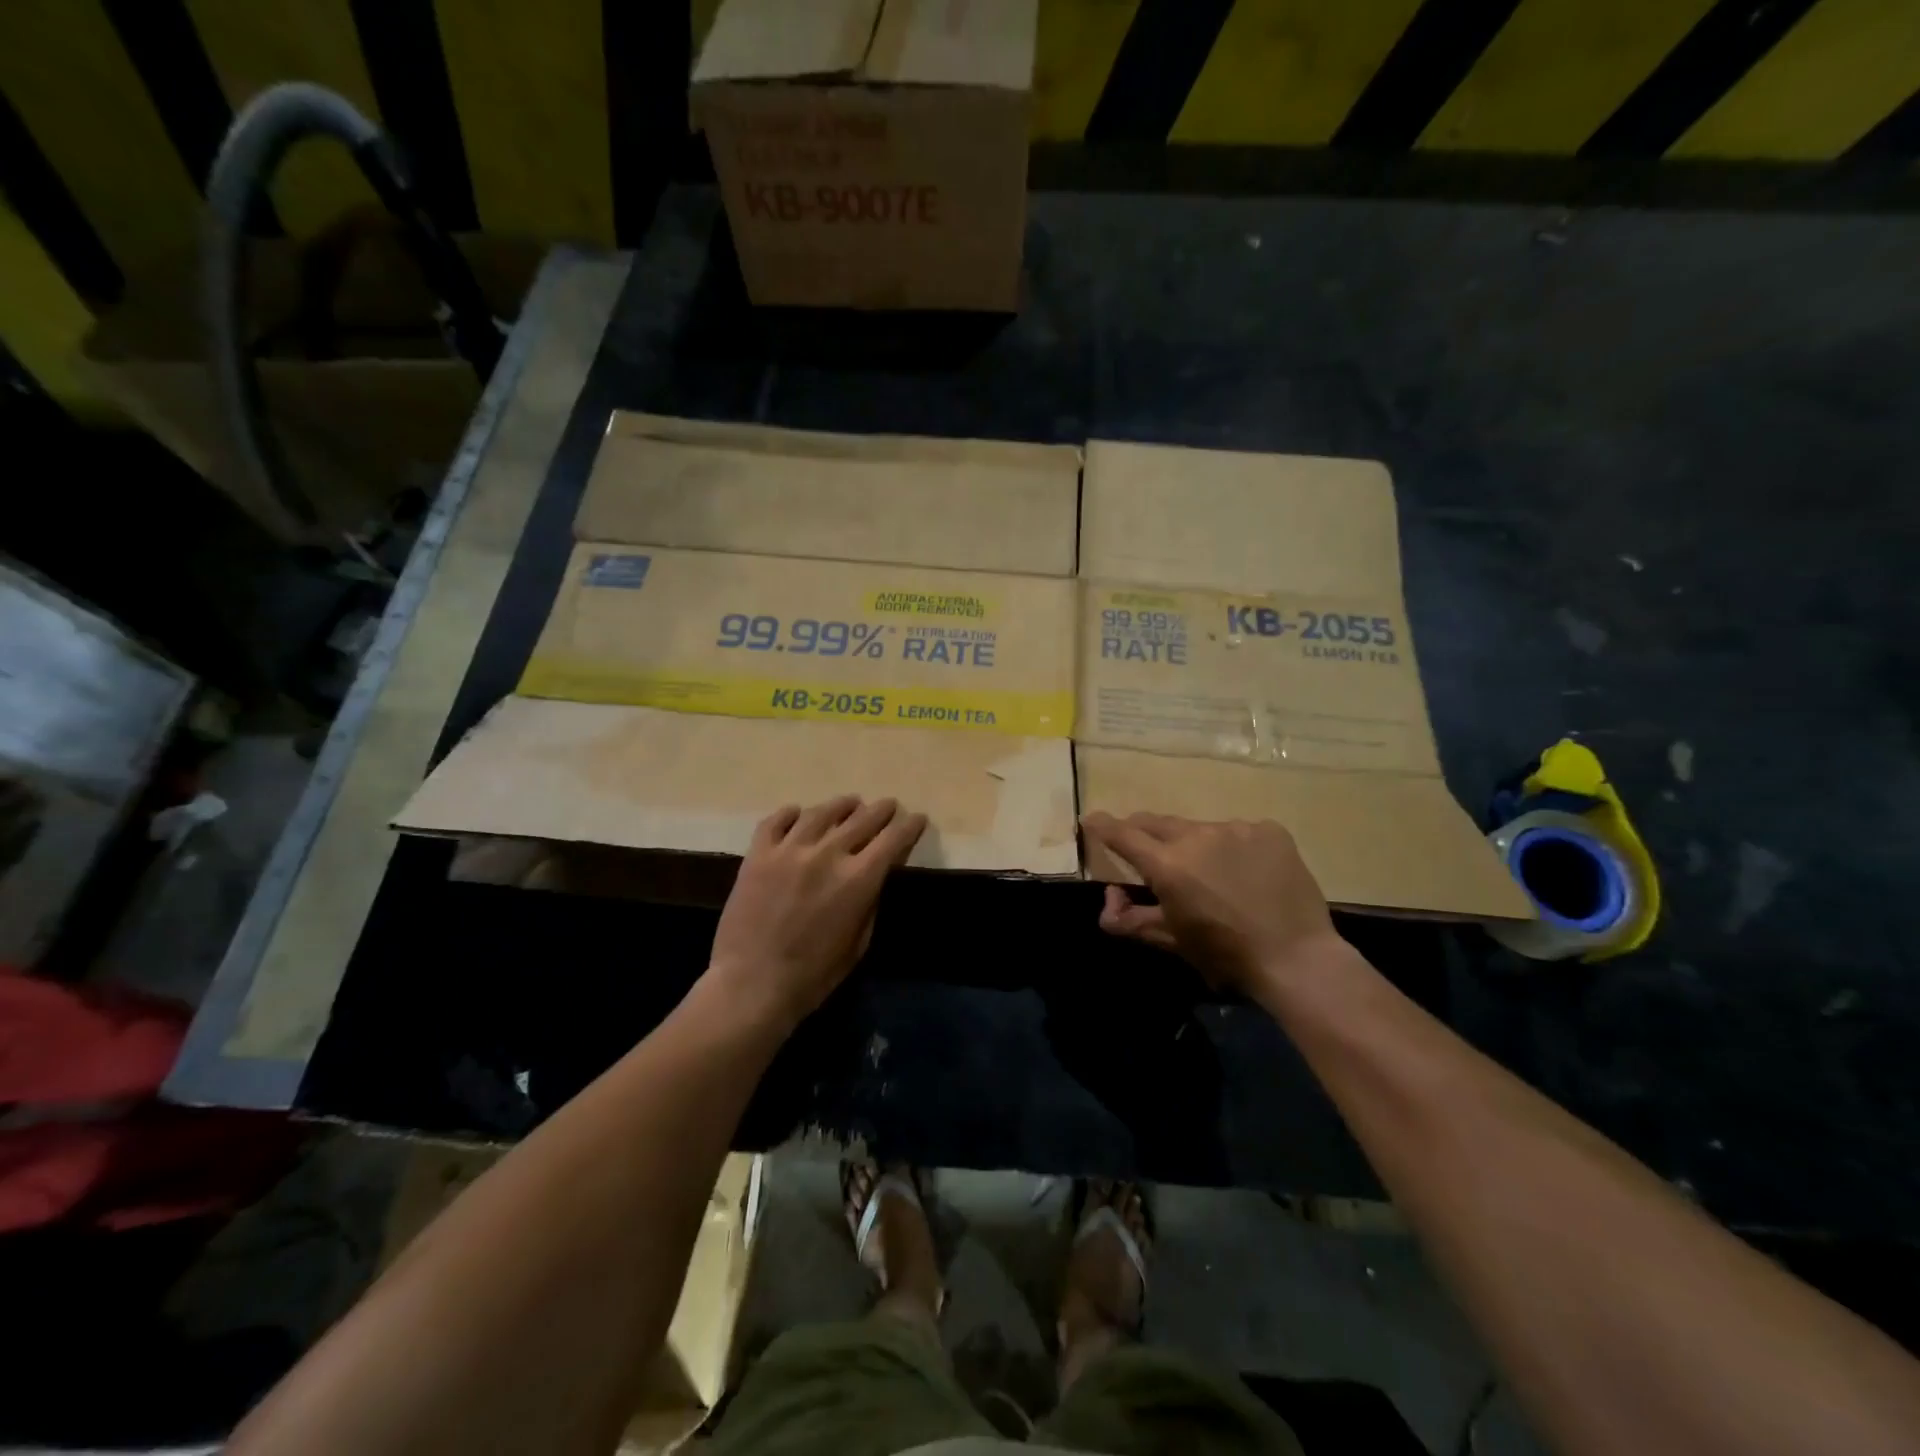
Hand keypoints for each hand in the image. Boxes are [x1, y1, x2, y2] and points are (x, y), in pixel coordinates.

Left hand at [707, 796, 927, 1030]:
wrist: (751, 984)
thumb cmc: (813, 974)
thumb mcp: (858, 943)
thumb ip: (870, 902)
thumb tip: (874, 876)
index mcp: (858, 879)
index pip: (893, 839)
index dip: (909, 826)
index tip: (918, 819)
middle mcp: (827, 854)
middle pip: (862, 819)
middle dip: (882, 810)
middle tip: (889, 806)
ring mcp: (789, 849)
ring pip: (822, 813)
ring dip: (842, 805)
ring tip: (850, 803)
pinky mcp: (758, 854)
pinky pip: (777, 821)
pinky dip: (791, 813)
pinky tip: (798, 813)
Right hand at [1081, 812, 1347, 995]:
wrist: (1297, 957)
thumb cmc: (1226, 954)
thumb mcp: (1172, 940)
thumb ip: (1130, 921)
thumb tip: (1108, 902)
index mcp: (1168, 864)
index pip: (1124, 834)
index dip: (1104, 826)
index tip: (1091, 819)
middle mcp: (1197, 835)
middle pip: (1158, 823)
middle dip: (1144, 832)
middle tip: (1147, 850)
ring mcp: (1236, 828)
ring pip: (1201, 828)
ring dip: (1194, 844)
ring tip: (1212, 873)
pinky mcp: (1269, 830)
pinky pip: (1239, 832)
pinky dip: (1234, 847)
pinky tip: (1248, 873)